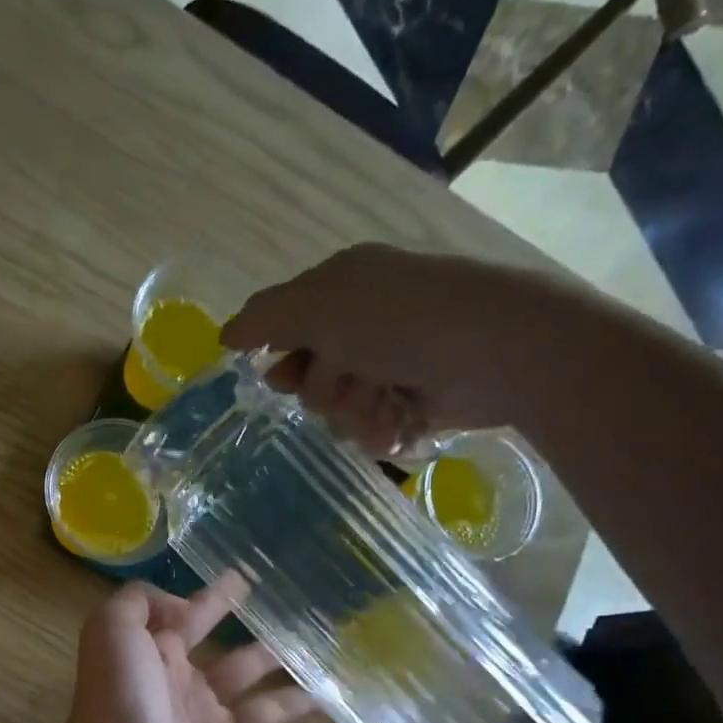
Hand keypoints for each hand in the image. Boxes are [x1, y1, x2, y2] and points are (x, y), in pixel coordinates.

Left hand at [54, 579, 345, 722]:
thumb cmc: (120, 699)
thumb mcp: (113, 630)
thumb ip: (140, 602)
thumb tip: (181, 604)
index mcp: (160, 661)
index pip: (193, 622)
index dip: (215, 601)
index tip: (246, 580)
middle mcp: (190, 694)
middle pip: (240, 665)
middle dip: (271, 649)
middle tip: (314, 632)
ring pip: (269, 707)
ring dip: (303, 693)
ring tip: (343, 675)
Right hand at [221, 243, 641, 455]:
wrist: (498, 351)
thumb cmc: (401, 320)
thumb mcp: (320, 306)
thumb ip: (264, 319)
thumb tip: (224, 336)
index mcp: (340, 290)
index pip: (284, 331)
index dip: (281, 361)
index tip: (285, 377)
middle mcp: (362, 326)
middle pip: (309, 381)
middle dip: (326, 391)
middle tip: (353, 380)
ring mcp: (390, 365)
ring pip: (338, 412)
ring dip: (354, 415)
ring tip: (386, 404)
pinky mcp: (413, 403)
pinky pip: (371, 430)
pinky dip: (381, 432)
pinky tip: (400, 425)